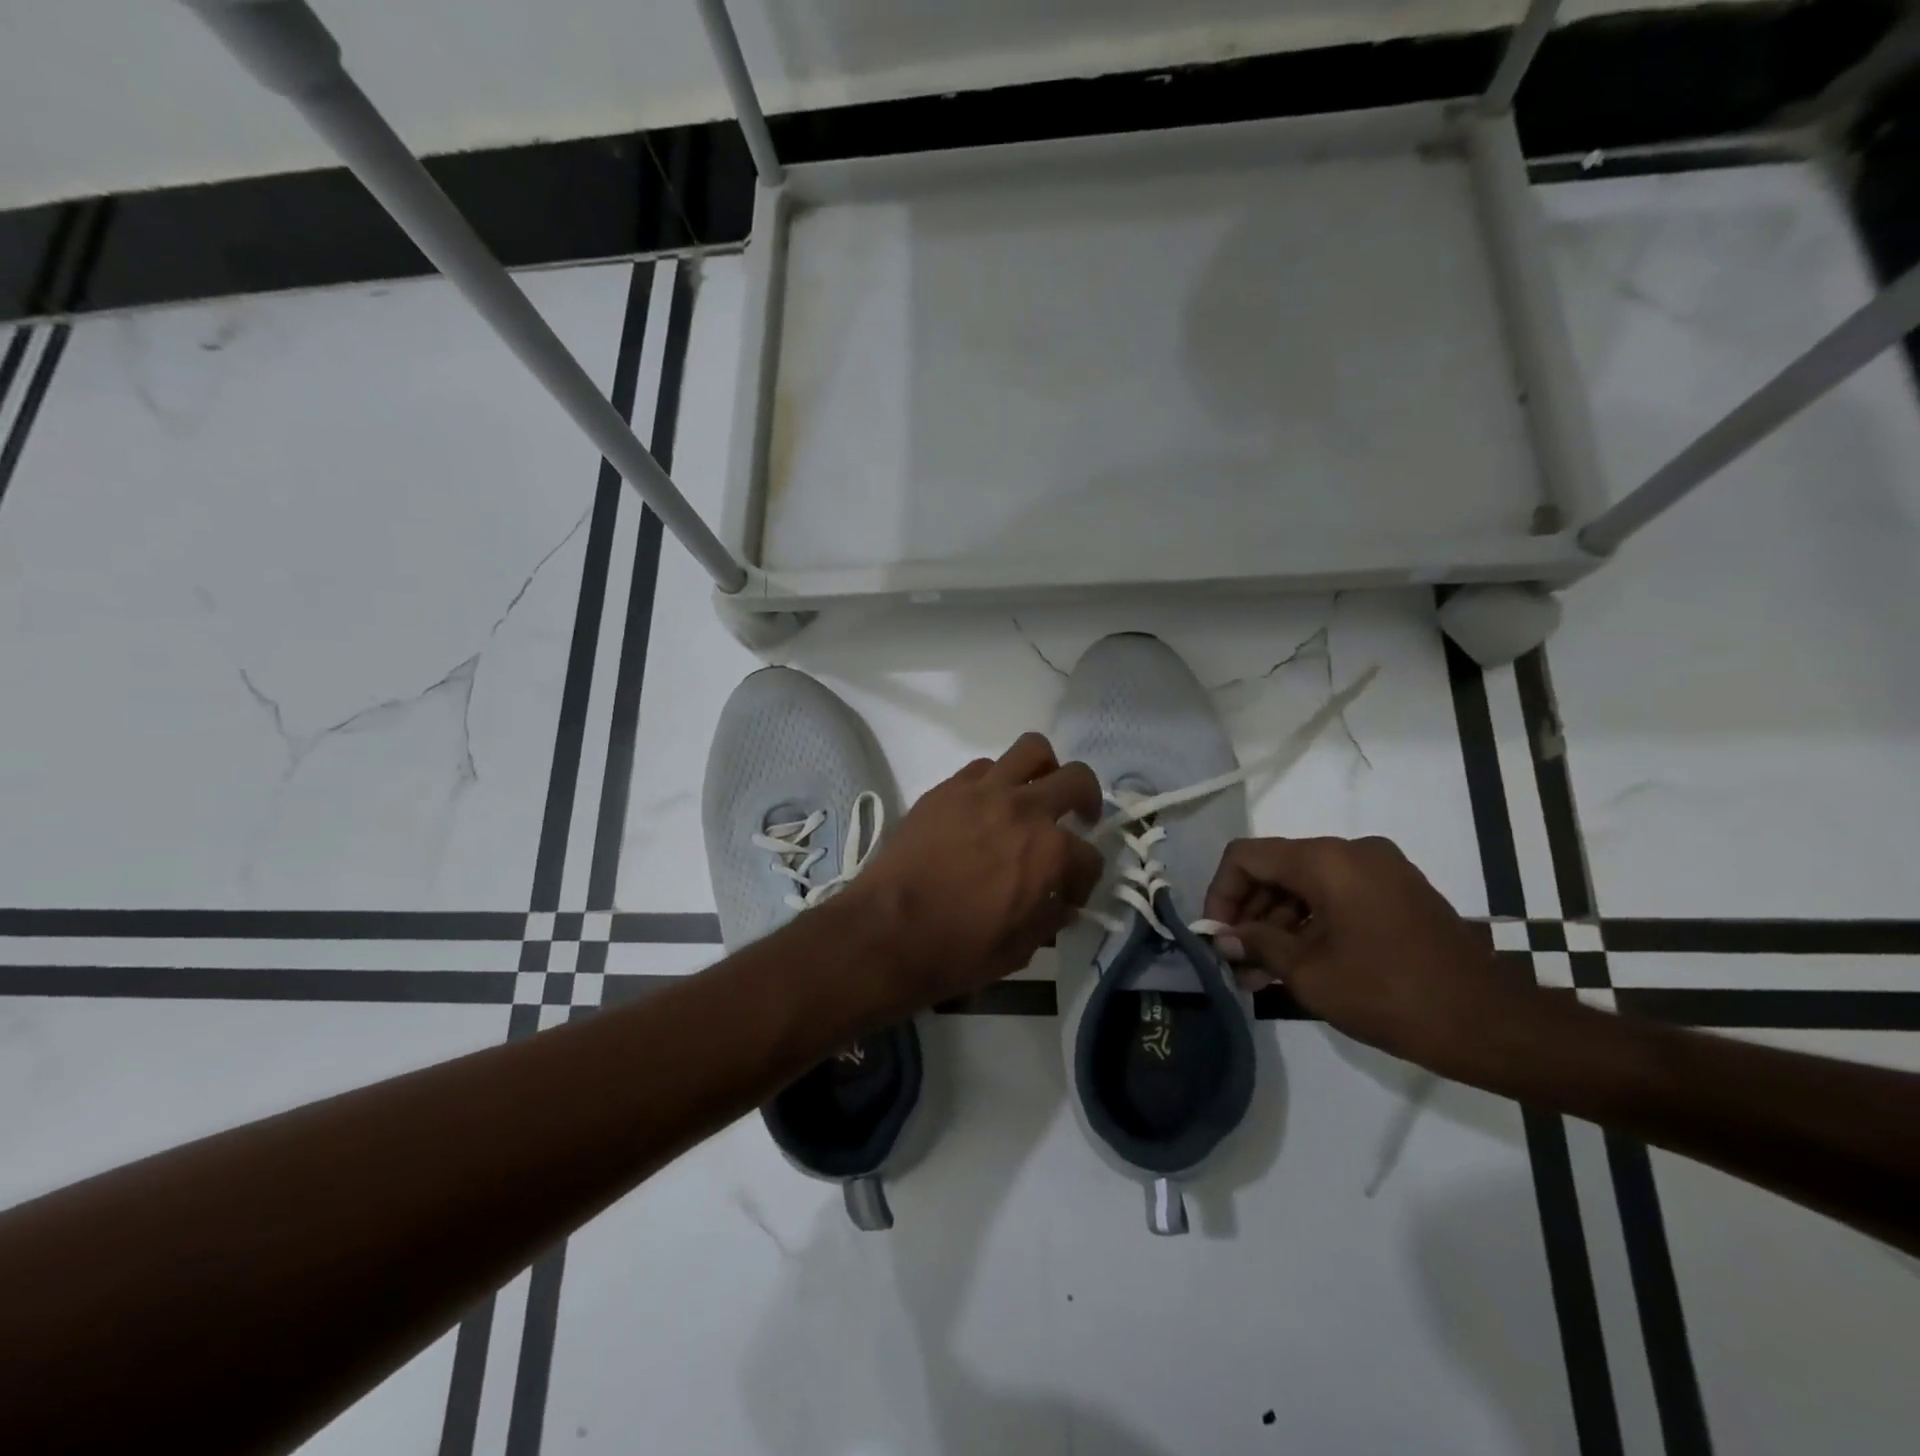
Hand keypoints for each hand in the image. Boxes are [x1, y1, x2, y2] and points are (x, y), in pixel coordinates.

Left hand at [846, 734, 1104, 1005]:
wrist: (888, 930)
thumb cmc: (957, 949)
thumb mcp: (1020, 949)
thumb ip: (1049, 918)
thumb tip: (1062, 903)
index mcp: (1050, 852)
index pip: (1090, 857)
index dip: (1085, 879)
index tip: (1070, 893)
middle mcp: (1025, 810)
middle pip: (1077, 779)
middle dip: (1087, 799)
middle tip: (1077, 817)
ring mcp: (984, 791)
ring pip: (1032, 749)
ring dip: (1044, 770)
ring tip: (1034, 793)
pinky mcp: (948, 788)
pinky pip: (984, 766)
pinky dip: (996, 781)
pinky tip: (986, 806)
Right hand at [1204, 836, 1535, 1073]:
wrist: (1492, 1024)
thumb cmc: (1390, 995)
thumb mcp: (1310, 974)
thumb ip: (1258, 945)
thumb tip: (1224, 937)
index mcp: (1327, 860)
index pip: (1247, 856)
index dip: (1221, 893)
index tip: (1216, 935)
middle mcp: (1352, 852)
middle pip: (1277, 868)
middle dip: (1250, 912)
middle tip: (1236, 960)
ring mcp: (1381, 870)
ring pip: (1306, 884)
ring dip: (1279, 923)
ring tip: (1261, 974)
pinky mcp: (1399, 892)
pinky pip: (1337, 895)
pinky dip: (1312, 923)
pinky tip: (1298, 964)